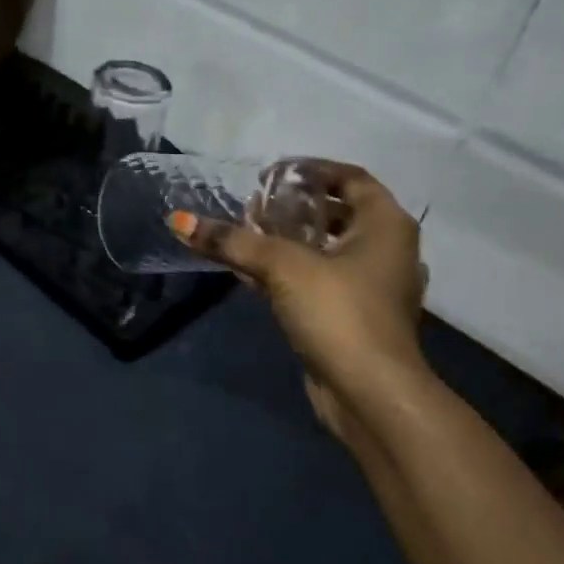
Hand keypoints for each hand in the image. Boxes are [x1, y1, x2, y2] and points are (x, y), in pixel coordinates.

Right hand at [172, 159, 427, 397]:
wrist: (370, 394)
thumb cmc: (339, 312)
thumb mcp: (283, 267)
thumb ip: (232, 241)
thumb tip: (178, 220)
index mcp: (385, 224)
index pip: (350, 177)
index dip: (310, 169)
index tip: (271, 174)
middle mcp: (385, 249)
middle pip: (336, 212)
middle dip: (292, 206)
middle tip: (253, 204)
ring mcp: (371, 286)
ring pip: (325, 249)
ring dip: (286, 240)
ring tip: (245, 233)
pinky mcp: (352, 315)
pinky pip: (317, 279)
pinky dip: (287, 270)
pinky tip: (248, 270)